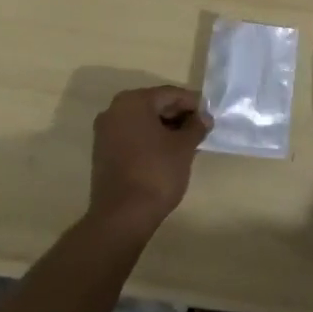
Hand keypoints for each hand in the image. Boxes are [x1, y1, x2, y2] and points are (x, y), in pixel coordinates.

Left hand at [89, 86, 210, 237]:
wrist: (122, 217)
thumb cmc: (156, 173)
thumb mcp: (184, 147)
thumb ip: (196, 127)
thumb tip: (204, 117)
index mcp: (133, 102)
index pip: (170, 94)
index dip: (193, 104)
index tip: (209, 116)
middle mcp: (114, 110)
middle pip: (154, 105)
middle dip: (178, 115)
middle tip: (199, 129)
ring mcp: (105, 132)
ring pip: (142, 122)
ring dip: (165, 128)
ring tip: (187, 142)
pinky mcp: (103, 152)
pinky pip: (132, 136)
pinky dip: (150, 140)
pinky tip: (167, 153)